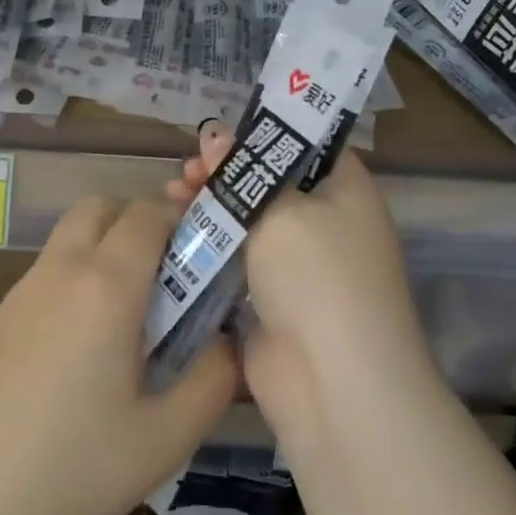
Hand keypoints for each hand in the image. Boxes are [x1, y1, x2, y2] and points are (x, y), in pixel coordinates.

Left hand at [0, 194, 238, 514]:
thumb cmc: (77, 471)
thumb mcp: (169, 435)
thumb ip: (216, 376)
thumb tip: (227, 340)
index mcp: (105, 285)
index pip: (148, 213)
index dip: (184, 218)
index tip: (206, 252)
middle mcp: (58, 272)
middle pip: (100, 207)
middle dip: (139, 221)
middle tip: (168, 276)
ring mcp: (18, 294)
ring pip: (68, 238)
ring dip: (104, 249)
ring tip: (129, 318)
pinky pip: (45, 274)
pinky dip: (74, 280)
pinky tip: (81, 350)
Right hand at [169, 125, 434, 444]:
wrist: (334, 383)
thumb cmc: (317, 275)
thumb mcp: (279, 210)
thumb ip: (242, 172)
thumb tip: (214, 134)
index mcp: (346, 190)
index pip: (305, 144)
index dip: (261, 134)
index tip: (216, 131)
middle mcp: (327, 223)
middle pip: (269, 184)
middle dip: (224, 174)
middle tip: (184, 171)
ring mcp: (299, 267)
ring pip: (249, 225)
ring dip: (211, 210)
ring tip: (170, 197)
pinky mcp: (272, 302)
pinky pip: (237, 263)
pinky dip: (209, 249)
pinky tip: (174, 237)